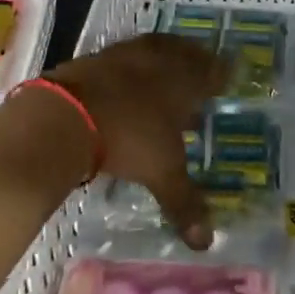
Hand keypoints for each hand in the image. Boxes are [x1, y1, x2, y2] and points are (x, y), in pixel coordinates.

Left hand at [57, 34, 228, 249]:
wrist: (67, 113)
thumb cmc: (128, 137)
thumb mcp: (162, 172)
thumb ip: (184, 202)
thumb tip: (206, 243)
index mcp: (185, 78)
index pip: (212, 69)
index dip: (220, 74)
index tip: (226, 78)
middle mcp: (160, 58)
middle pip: (185, 53)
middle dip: (195, 62)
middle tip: (200, 74)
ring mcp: (126, 53)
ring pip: (154, 50)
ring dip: (162, 61)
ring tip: (164, 78)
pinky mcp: (96, 57)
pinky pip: (124, 57)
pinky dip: (130, 68)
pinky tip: (126, 84)